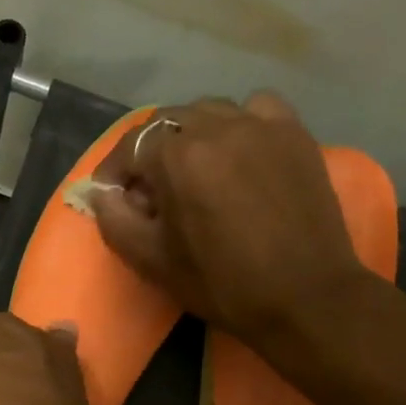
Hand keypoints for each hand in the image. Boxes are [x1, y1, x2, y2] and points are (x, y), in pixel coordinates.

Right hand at [90, 92, 377, 365]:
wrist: (304, 296)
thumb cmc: (222, 284)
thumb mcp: (153, 262)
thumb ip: (115, 221)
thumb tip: (101, 193)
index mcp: (178, 158)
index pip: (130, 146)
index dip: (114, 170)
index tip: (112, 195)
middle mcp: (218, 127)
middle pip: (168, 121)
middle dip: (148, 150)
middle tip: (148, 187)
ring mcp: (261, 125)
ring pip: (210, 111)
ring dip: (190, 134)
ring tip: (192, 168)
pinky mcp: (294, 134)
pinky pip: (256, 108)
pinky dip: (238, 123)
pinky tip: (239, 151)